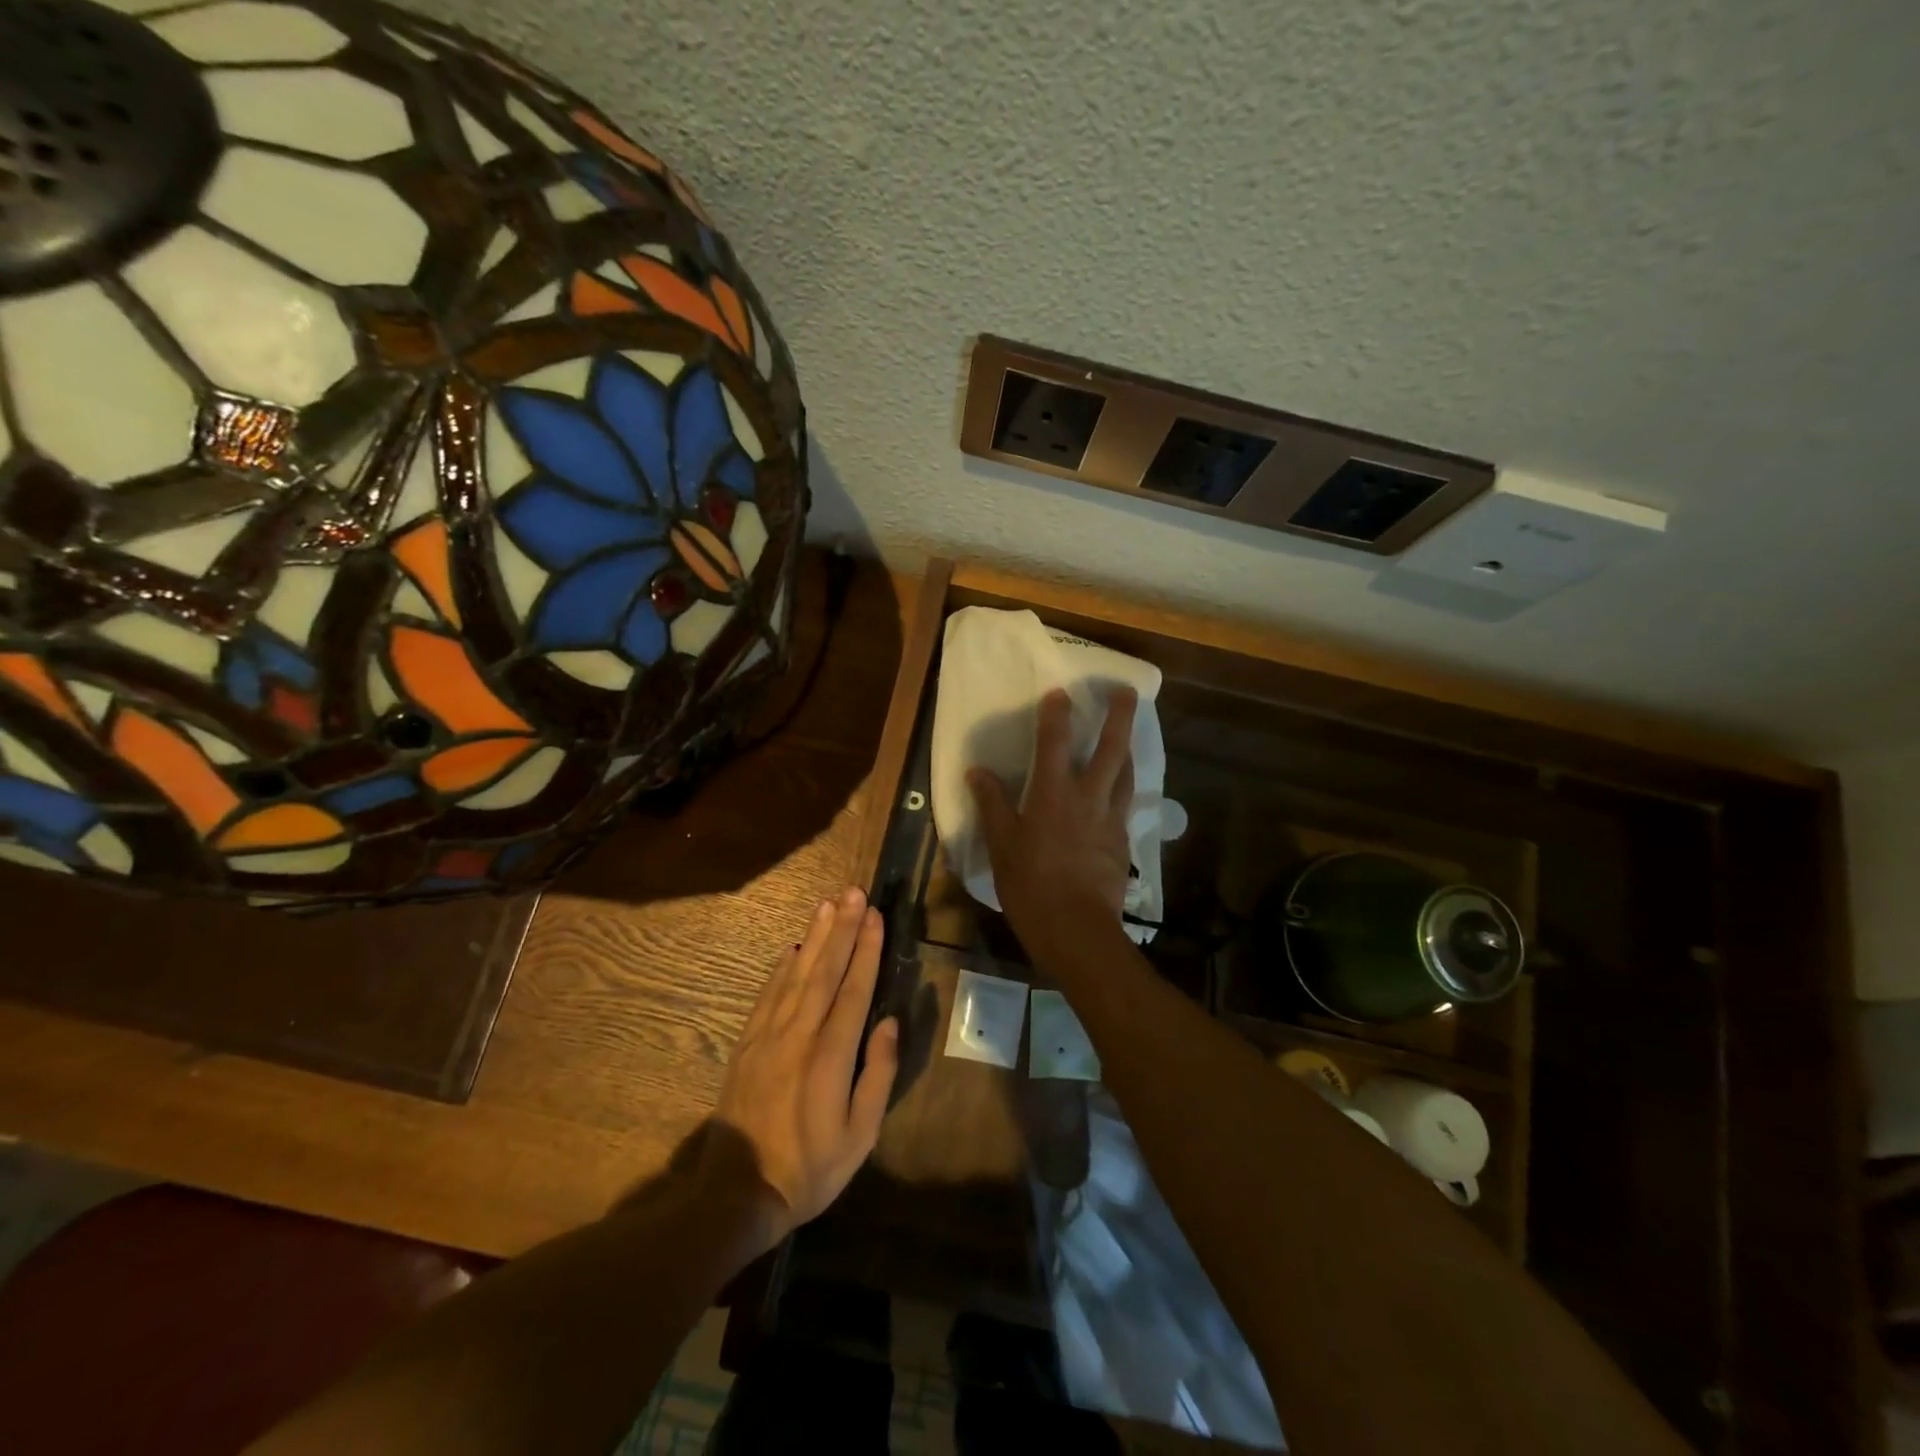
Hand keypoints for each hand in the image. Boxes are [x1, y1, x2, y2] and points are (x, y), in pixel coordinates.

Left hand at [705, 886, 898, 1254]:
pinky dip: (782, 965)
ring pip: (796, 973)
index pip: (854, 989)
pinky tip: (793, 945)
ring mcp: (768, 1035)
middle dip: (842, 928)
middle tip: (854, 891)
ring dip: (814, 935)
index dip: (866, 949)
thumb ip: (878, 1075)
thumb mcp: (860, 1136)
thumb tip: (889, 1023)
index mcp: (831, 1055)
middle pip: (825, 969)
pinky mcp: (748, 1043)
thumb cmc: (810, 1168)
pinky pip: (768, 993)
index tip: (875, 915)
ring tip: (827, 903)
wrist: (737, 1192)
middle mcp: (799, 1034)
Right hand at [968, 686, 1136, 951]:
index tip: (1061, 691)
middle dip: (1120, 716)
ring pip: (1126, 773)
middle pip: (1111, 748)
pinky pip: (1126, 802)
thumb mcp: (1002, 846)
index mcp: (1053, 795)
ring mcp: (1110, 819)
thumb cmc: (1031, 886)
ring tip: (1127, 735)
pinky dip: (1124, 785)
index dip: (1057, 714)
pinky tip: (1119, 789)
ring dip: (1127, 748)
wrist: (1077, 930)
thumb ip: (992, 804)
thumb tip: (977, 771)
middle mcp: (1088, 798)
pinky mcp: (1122, 840)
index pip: (1055, 742)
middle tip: (1127, 691)